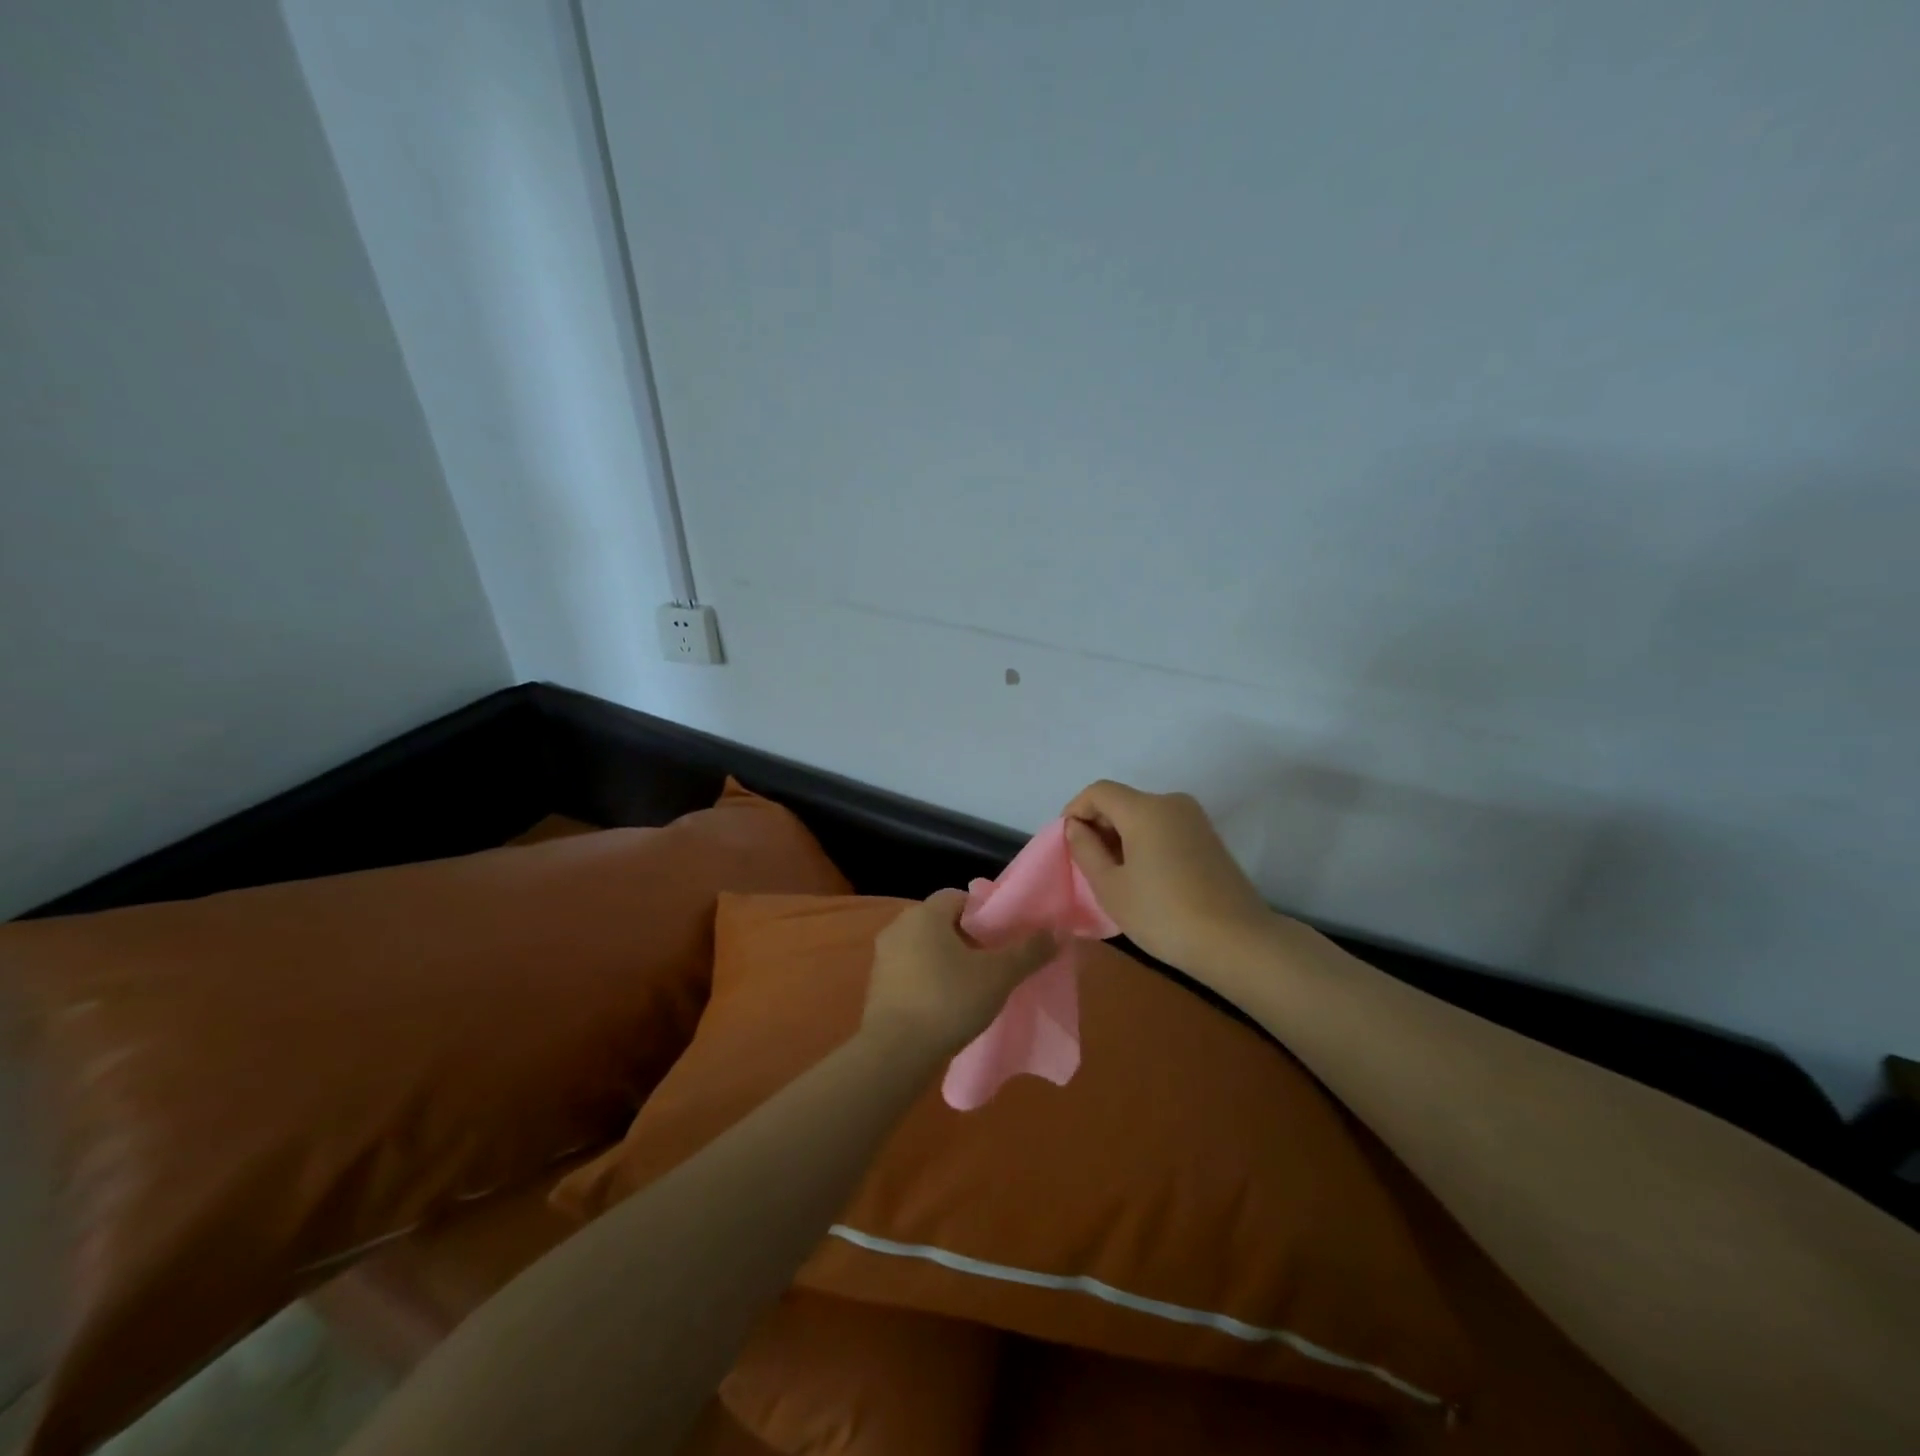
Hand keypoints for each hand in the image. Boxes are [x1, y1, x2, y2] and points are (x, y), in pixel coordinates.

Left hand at [862, 890, 1057, 1058]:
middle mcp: (899, 926)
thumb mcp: (998, 976)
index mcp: (925, 914)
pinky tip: (948, 1003)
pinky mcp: (877, 985)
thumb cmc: (948, 1001)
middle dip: (968, 937)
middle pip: (942, 922)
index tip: (1004, 936)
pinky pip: (911, 970)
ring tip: (974, 984)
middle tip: (994, 960)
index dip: (985, 913)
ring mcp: (883, 956)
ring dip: (948, 959)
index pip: (959, 897)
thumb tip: (1058, 931)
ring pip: (925, 947)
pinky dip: (930, 979)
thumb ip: (1029, 952)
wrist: (895, 1053)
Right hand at [1062, 781, 1273, 974]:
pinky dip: (1145, 842)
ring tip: (1113, 874)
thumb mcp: (1111, 887)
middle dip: (1098, 824)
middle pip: (1122, 801)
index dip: (1076, 810)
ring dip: (1121, 835)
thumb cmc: (1163, 914)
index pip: (1098, 791)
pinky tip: (1143, 876)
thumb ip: (1086, 850)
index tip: (1066, 842)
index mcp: (1145, 809)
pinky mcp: (1209, 838)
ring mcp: (1194, 819)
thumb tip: (1076, 827)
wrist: (1237, 942)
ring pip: (1144, 815)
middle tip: (1086, 863)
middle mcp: (1171, 802)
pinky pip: (1164, 827)